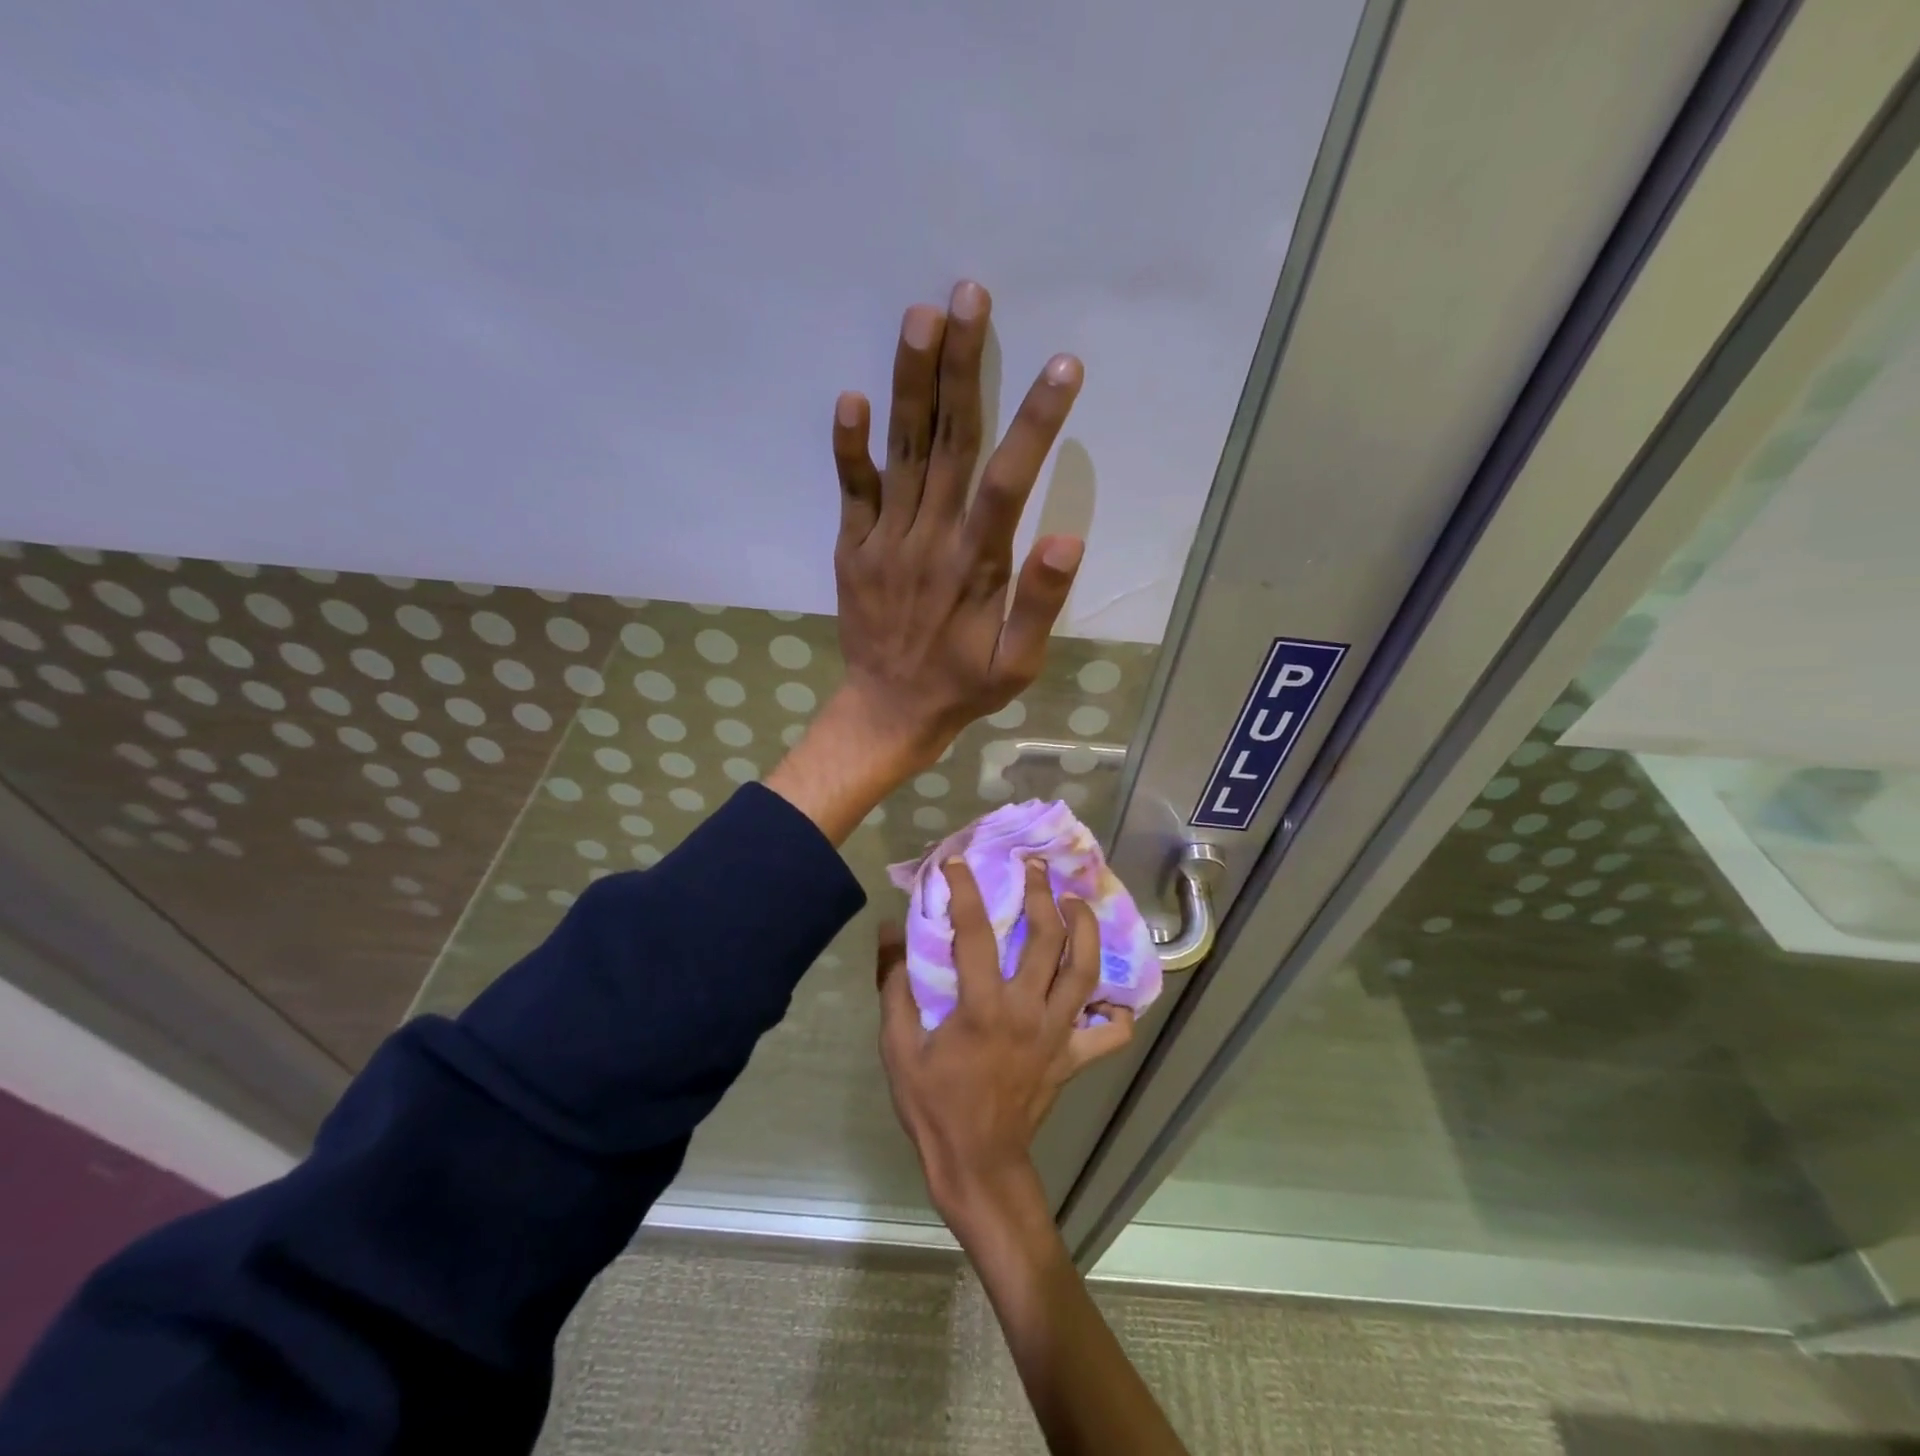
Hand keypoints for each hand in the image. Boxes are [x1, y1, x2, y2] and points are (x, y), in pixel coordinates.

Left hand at [831, 280, 1084, 772]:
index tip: (1061, 366)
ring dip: (910, 384)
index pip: (1008, 481)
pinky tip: (851, 397)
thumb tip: (1065, 537)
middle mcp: (929, 540)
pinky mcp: (852, 549)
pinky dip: (849, 448)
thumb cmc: (962, 686)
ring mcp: (885, 542)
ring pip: (902, 454)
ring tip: (920, 316)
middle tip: (969, 294)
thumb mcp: (1017, 664)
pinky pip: (850, 492)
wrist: (888, 712)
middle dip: (961, 368)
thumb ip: (1040, 603)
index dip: (1035, 423)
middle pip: (949, 444)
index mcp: (976, 566)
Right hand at [876, 858, 1132, 1241]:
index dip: (964, 891)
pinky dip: (1116, 1009)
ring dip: (1085, 929)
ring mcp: (1058, 1034)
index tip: (957, 863)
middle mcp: (1028, 1011)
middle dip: (1042, 894)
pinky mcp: (1074, 1057)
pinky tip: (1108, 989)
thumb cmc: (933, 1105)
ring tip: (1075, 903)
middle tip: (1035, 868)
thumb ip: (894, 984)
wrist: (977, 1164)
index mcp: (983, 1007)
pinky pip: (1110, 1032)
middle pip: (1048, 938)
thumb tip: (889, 930)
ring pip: (1086, 971)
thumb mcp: (898, 1046)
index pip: (975, 932)